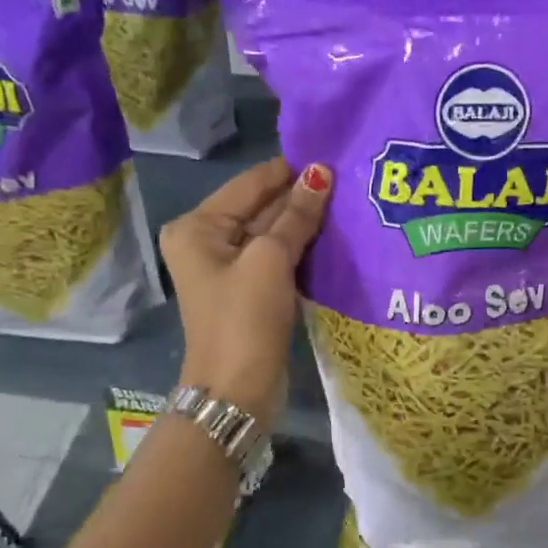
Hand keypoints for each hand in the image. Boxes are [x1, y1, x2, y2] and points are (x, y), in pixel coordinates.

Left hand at [161, 158, 332, 422]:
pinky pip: (277, 257)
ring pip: (272, 233)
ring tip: (349, 203)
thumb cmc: (245, 319)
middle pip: (260, 207)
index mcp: (198, 226)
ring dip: (305, 222)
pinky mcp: (248, 290)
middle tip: (349, 180)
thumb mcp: (271, 260)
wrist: (237, 391)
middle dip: (300, 197)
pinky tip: (333, 237)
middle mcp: (206, 241)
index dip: (291, 171)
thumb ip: (296, 215)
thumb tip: (320, 173)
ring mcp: (227, 268)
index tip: (335, 156)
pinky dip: (301, 248)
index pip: (251, 184)